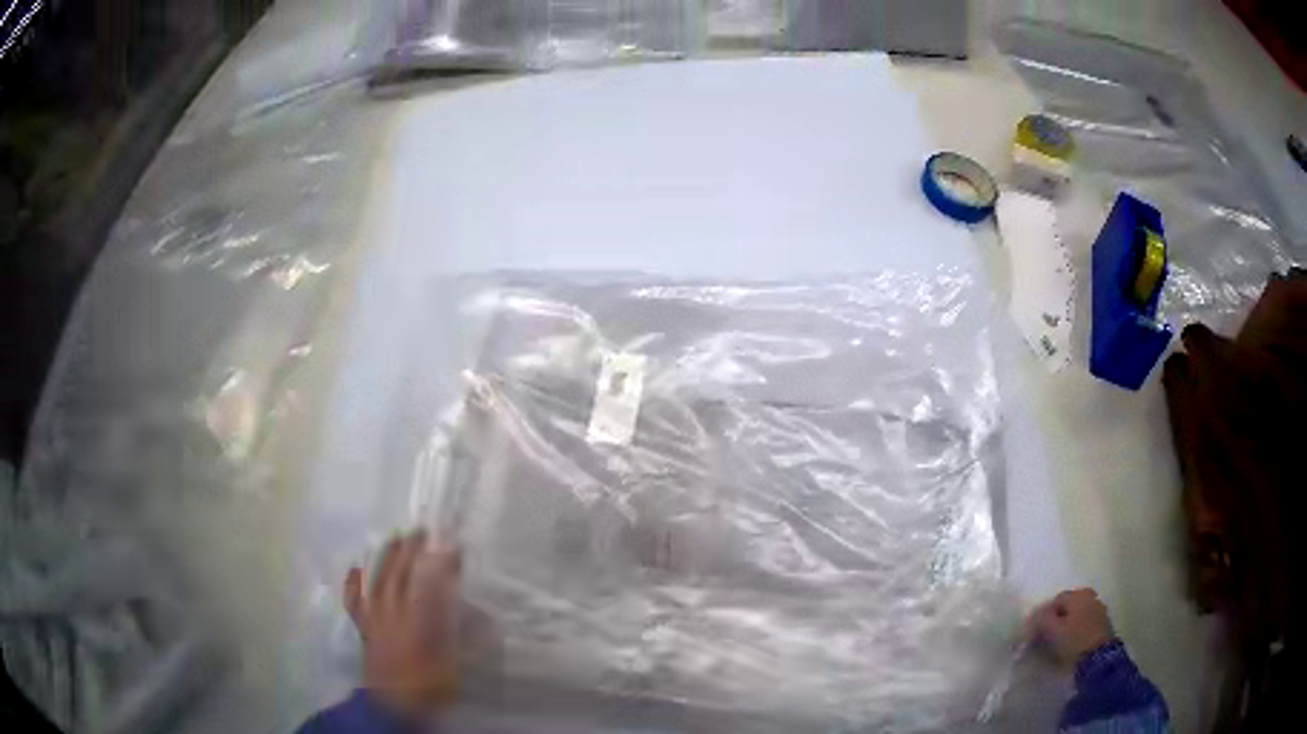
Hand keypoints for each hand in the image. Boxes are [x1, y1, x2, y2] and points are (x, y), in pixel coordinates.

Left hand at [345, 530, 461, 717]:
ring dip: (386, 558)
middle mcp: (394, 615)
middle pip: (400, 577)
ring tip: (394, 538)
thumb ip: (463, 638)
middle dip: (411, 551)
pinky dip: (353, 585)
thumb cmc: (427, 688)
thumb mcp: (453, 666)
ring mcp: (376, 620)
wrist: (391, 707)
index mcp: (419, 625)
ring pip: (378, 582)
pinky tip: (354, 569)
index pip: (431, 586)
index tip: (454, 546)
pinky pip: (355, 602)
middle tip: (422, 530)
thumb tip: (482, 617)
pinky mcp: (365, 628)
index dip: (442, 565)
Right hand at [1027, 588, 1115, 666]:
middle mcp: (1091, 596)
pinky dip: (1075, 632)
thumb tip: (1035, 616)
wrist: (1099, 657)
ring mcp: (1099, 609)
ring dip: (1065, 627)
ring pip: (1076, 616)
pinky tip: (1070, 644)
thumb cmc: (1074, 641)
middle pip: (1067, 607)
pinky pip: (1084, 624)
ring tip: (1056, 643)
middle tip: (1044, 637)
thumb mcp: (1052, 631)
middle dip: (1055, 620)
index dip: (1042, 616)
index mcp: (1078, 594)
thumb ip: (1041, 620)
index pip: (1055, 601)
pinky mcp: (1103, 624)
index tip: (1034, 632)